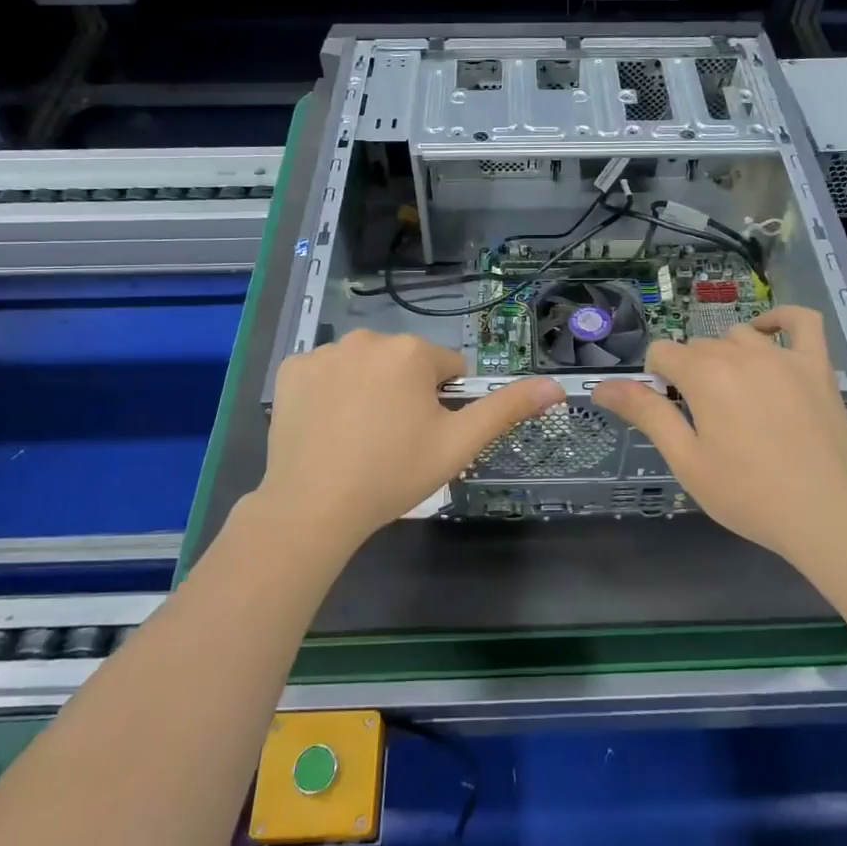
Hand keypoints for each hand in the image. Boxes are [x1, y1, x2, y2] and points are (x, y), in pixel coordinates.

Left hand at [255, 330, 560, 553]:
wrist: (314, 506)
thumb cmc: (394, 473)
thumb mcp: (459, 444)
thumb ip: (507, 409)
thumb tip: (554, 385)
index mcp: (411, 352)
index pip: (447, 369)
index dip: (444, 404)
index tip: (426, 436)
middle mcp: (368, 338)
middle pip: (404, 364)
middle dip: (406, 394)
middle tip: (394, 441)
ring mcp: (324, 352)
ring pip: (366, 367)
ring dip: (370, 390)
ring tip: (359, 438)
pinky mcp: (291, 370)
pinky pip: (326, 374)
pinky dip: (330, 394)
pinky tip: (327, 428)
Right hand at [592, 306, 846, 558]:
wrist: (823, 515)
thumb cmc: (746, 494)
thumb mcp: (685, 460)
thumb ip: (646, 414)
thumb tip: (601, 386)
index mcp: (705, 376)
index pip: (662, 353)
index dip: (656, 380)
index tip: (669, 413)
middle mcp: (741, 354)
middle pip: (699, 346)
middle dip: (690, 373)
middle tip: (703, 419)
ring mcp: (784, 357)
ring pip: (739, 336)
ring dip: (726, 356)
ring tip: (734, 396)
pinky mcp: (817, 367)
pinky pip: (802, 321)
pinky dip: (781, 319)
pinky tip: (768, 333)